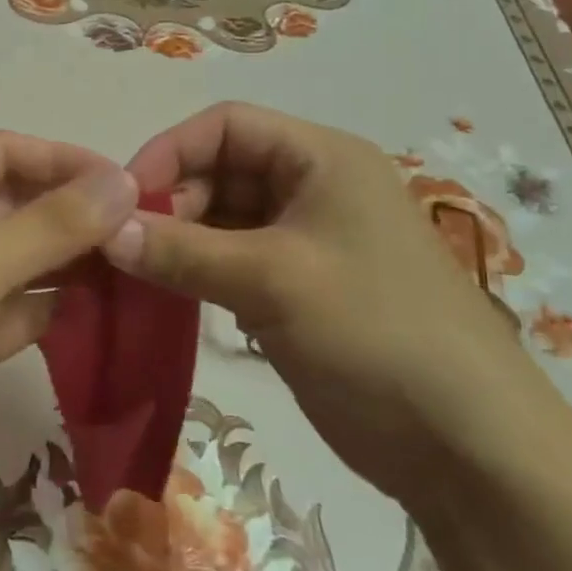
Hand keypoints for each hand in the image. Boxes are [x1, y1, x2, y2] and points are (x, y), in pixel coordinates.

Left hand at [0, 132, 138, 534]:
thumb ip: (53, 224)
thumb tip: (127, 183)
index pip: (4, 152)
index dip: (64, 160)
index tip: (128, 181)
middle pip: (17, 206)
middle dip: (75, 214)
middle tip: (145, 229)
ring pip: (20, 262)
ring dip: (71, 263)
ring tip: (138, 266)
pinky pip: (15, 314)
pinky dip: (53, 310)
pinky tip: (101, 310)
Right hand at [107, 102, 533, 494]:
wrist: (466, 445)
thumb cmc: (375, 332)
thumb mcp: (273, 281)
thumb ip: (183, 252)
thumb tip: (105, 233)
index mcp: (320, 157)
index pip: (226, 125)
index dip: (170, 151)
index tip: (122, 200)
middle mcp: (312, 186)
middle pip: (221, 170)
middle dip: (172, 202)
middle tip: (127, 249)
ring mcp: (306, 240)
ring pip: (223, 219)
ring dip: (180, 241)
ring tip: (138, 276)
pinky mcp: (298, 288)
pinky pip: (234, 262)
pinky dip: (199, 272)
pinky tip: (170, 298)